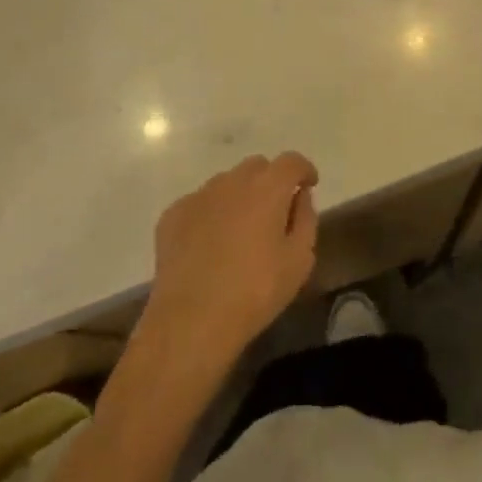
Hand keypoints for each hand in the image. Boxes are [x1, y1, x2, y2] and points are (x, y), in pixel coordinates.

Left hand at [142, 153, 318, 372]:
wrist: (191, 321)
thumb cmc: (255, 291)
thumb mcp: (299, 261)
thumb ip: (305, 220)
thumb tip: (300, 197)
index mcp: (267, 188)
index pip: (291, 161)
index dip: (303, 170)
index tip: (309, 185)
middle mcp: (232, 181)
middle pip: (257, 167)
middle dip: (270, 182)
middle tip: (274, 213)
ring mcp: (199, 195)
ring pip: (226, 183)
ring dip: (239, 197)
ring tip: (239, 232)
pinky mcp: (173, 214)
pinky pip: (200, 203)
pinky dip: (211, 214)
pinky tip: (209, 246)